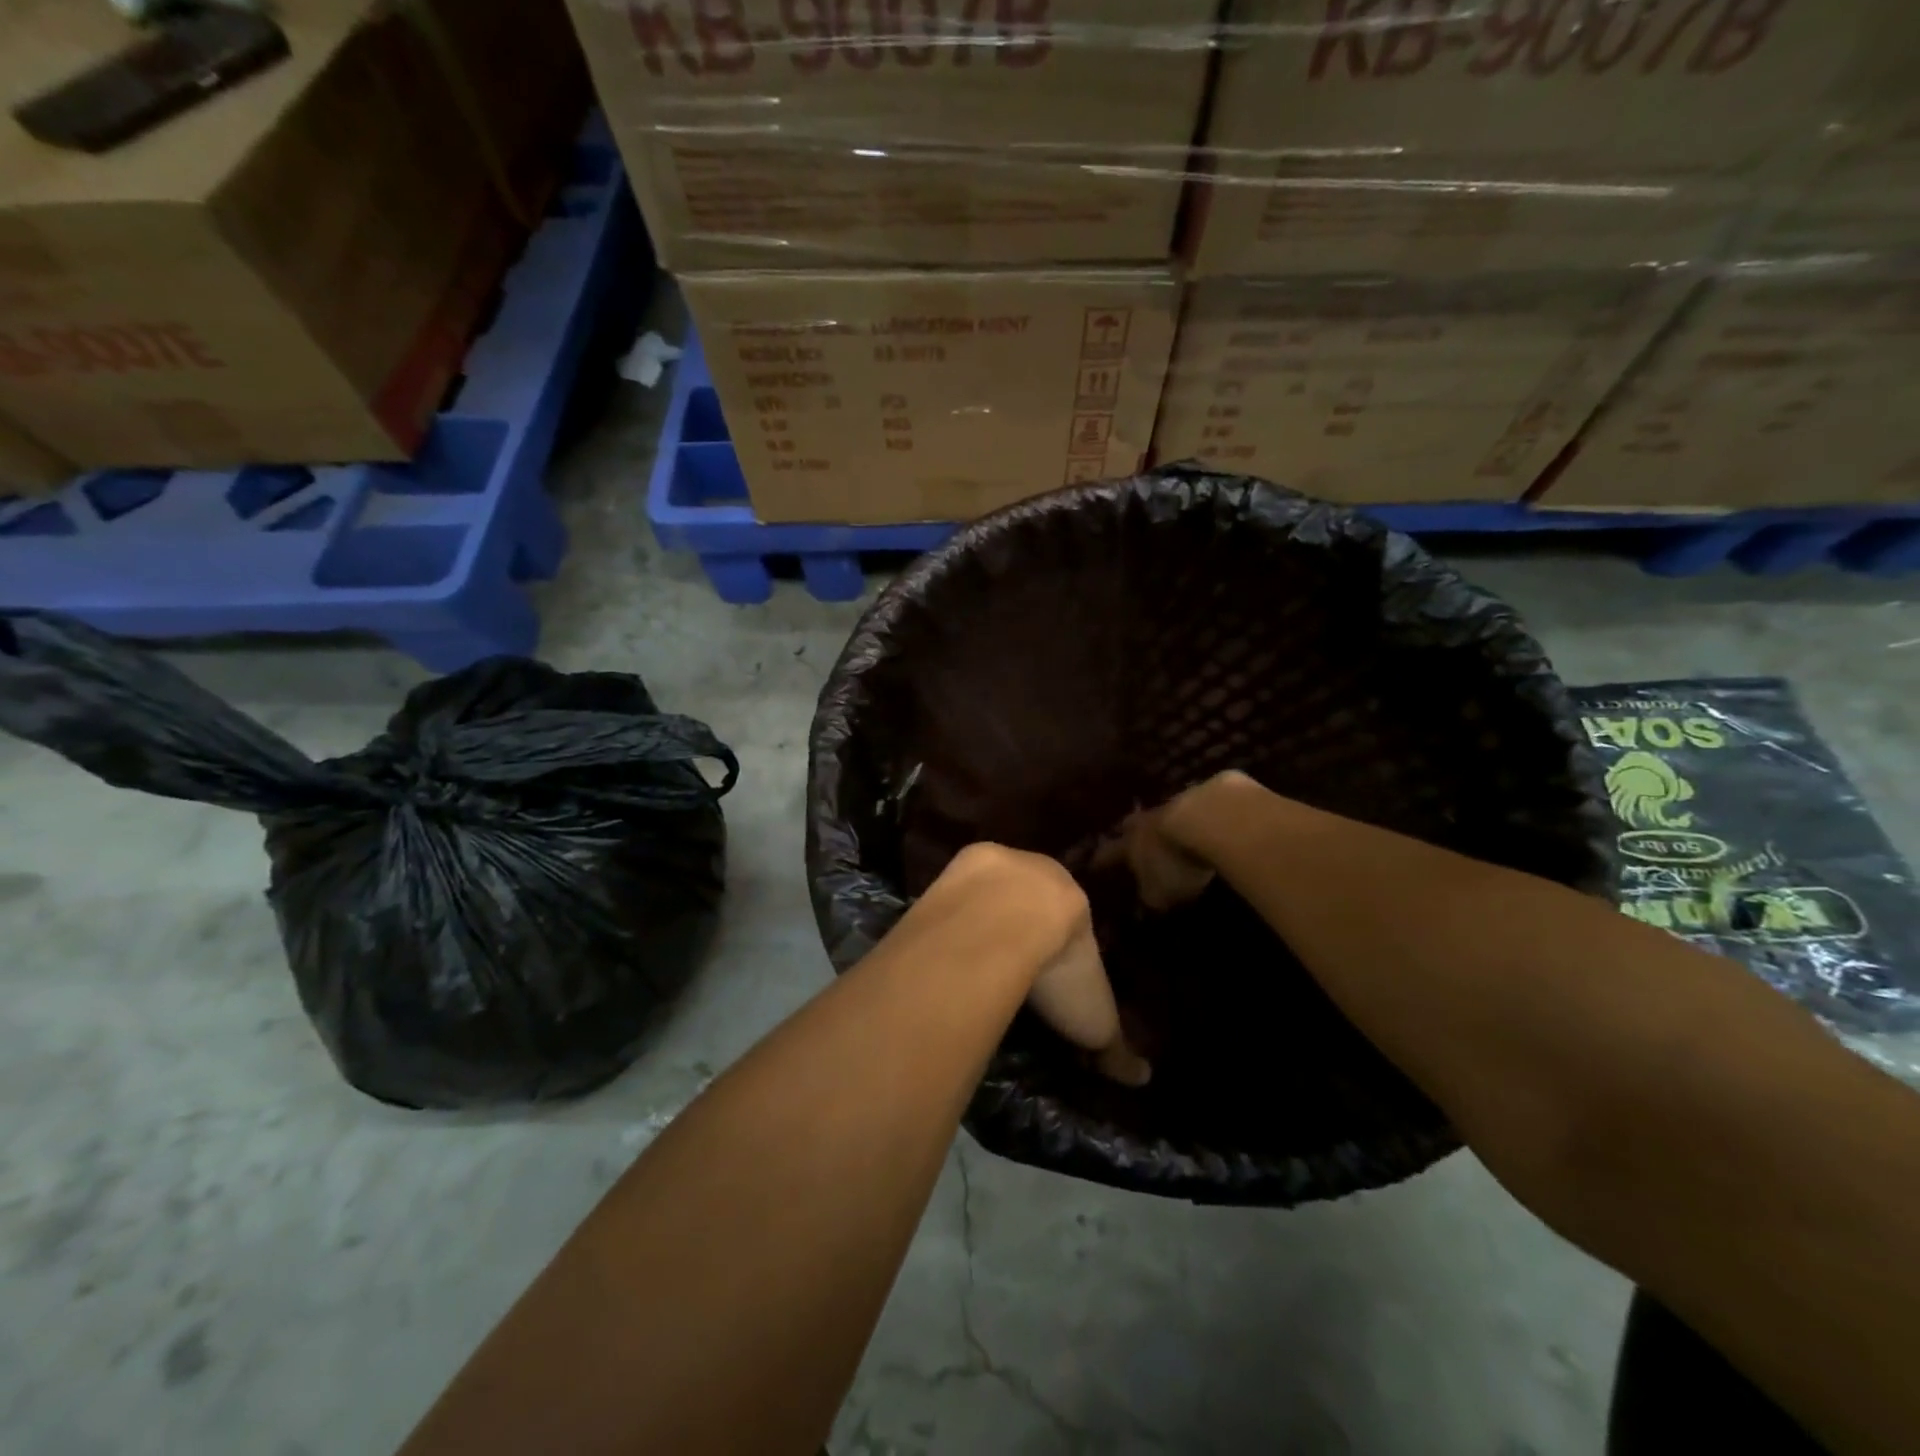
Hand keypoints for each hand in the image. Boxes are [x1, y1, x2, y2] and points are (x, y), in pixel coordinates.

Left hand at [940, 844, 1150, 1087]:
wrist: (1008, 917)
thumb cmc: (1060, 965)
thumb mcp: (1094, 1017)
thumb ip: (1114, 1045)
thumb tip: (1141, 1078)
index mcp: (1073, 899)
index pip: (1070, 922)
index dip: (1060, 947)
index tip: (1048, 974)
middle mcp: (1035, 871)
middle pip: (1027, 900)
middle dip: (1019, 928)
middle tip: (1007, 965)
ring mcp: (992, 866)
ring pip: (989, 891)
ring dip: (981, 918)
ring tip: (969, 957)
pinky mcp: (955, 868)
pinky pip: (955, 893)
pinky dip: (950, 915)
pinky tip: (944, 943)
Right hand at [1098, 795, 1220, 912]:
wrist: (1209, 820)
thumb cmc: (1174, 863)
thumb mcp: (1159, 893)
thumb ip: (1150, 898)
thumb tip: (1144, 902)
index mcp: (1129, 845)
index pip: (1108, 854)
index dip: (1101, 861)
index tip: (1093, 865)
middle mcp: (1145, 822)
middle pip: (1131, 825)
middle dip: (1129, 833)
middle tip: (1128, 839)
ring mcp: (1173, 805)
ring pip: (1160, 815)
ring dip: (1162, 824)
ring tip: (1167, 833)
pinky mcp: (1203, 796)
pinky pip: (1191, 809)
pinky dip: (1192, 818)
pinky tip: (1202, 825)